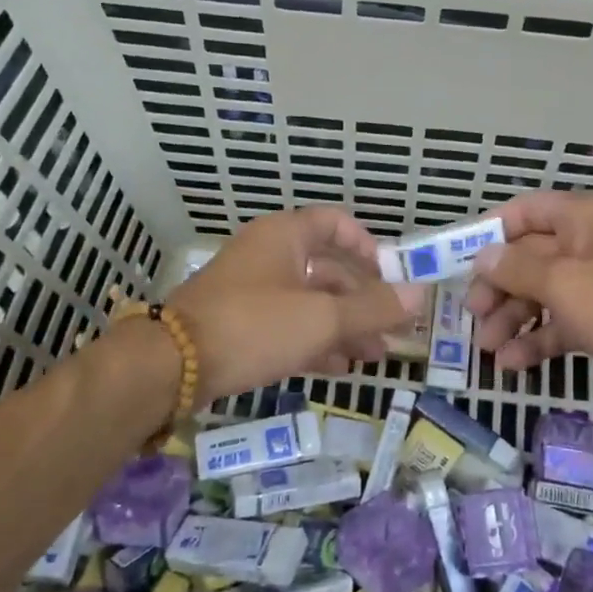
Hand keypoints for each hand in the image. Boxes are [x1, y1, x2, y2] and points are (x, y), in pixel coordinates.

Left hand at [168, 207, 418, 404]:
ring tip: (374, 356)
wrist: (171, 366)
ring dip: (344, 325)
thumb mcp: (321, 317)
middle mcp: (268, 255)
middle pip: (327, 268)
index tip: (390, 277)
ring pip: (309, 301)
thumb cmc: (253, 325)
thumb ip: (372, 308)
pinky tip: (339, 368)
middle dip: (363, 299)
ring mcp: (251, 290)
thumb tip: (421, 294)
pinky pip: (288, 324)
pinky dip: (315, 341)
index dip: (367, 246)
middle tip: (393, 330)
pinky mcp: (239, 324)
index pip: (335, 223)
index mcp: (285, 236)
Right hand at [465, 191, 592, 412]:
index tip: (458, 260)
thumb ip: (518, 269)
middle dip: (499, 285)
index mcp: (585, 219)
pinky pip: (565, 323)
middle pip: (531, 256)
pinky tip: (514, 364)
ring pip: (545, 293)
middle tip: (473, 316)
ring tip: (487, 349)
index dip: (490, 232)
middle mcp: (592, 245)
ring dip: (514, 317)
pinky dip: (539, 338)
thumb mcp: (566, 284)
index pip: (526, 211)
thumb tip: (482, 257)